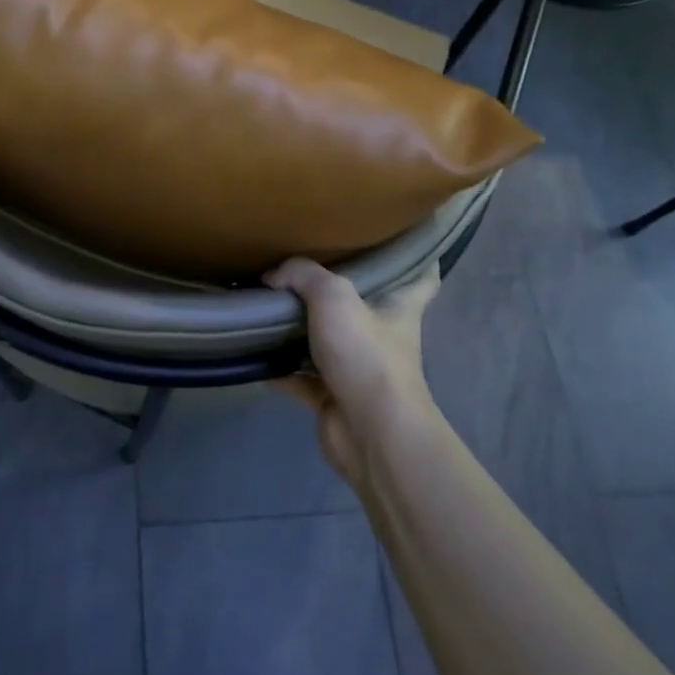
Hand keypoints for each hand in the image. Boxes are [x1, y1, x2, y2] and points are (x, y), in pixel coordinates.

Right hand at [266, 259, 440, 488]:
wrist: (370, 432)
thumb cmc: (366, 354)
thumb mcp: (334, 296)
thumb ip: (302, 275)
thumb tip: (272, 276)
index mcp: (399, 307)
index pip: (421, 277)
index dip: (416, 259)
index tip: (398, 241)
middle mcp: (382, 336)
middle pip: (363, 307)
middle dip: (338, 291)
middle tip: (305, 266)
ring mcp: (358, 369)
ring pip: (326, 341)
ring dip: (300, 329)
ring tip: (267, 304)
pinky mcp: (333, 397)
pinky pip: (299, 376)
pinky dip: (279, 368)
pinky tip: (253, 351)